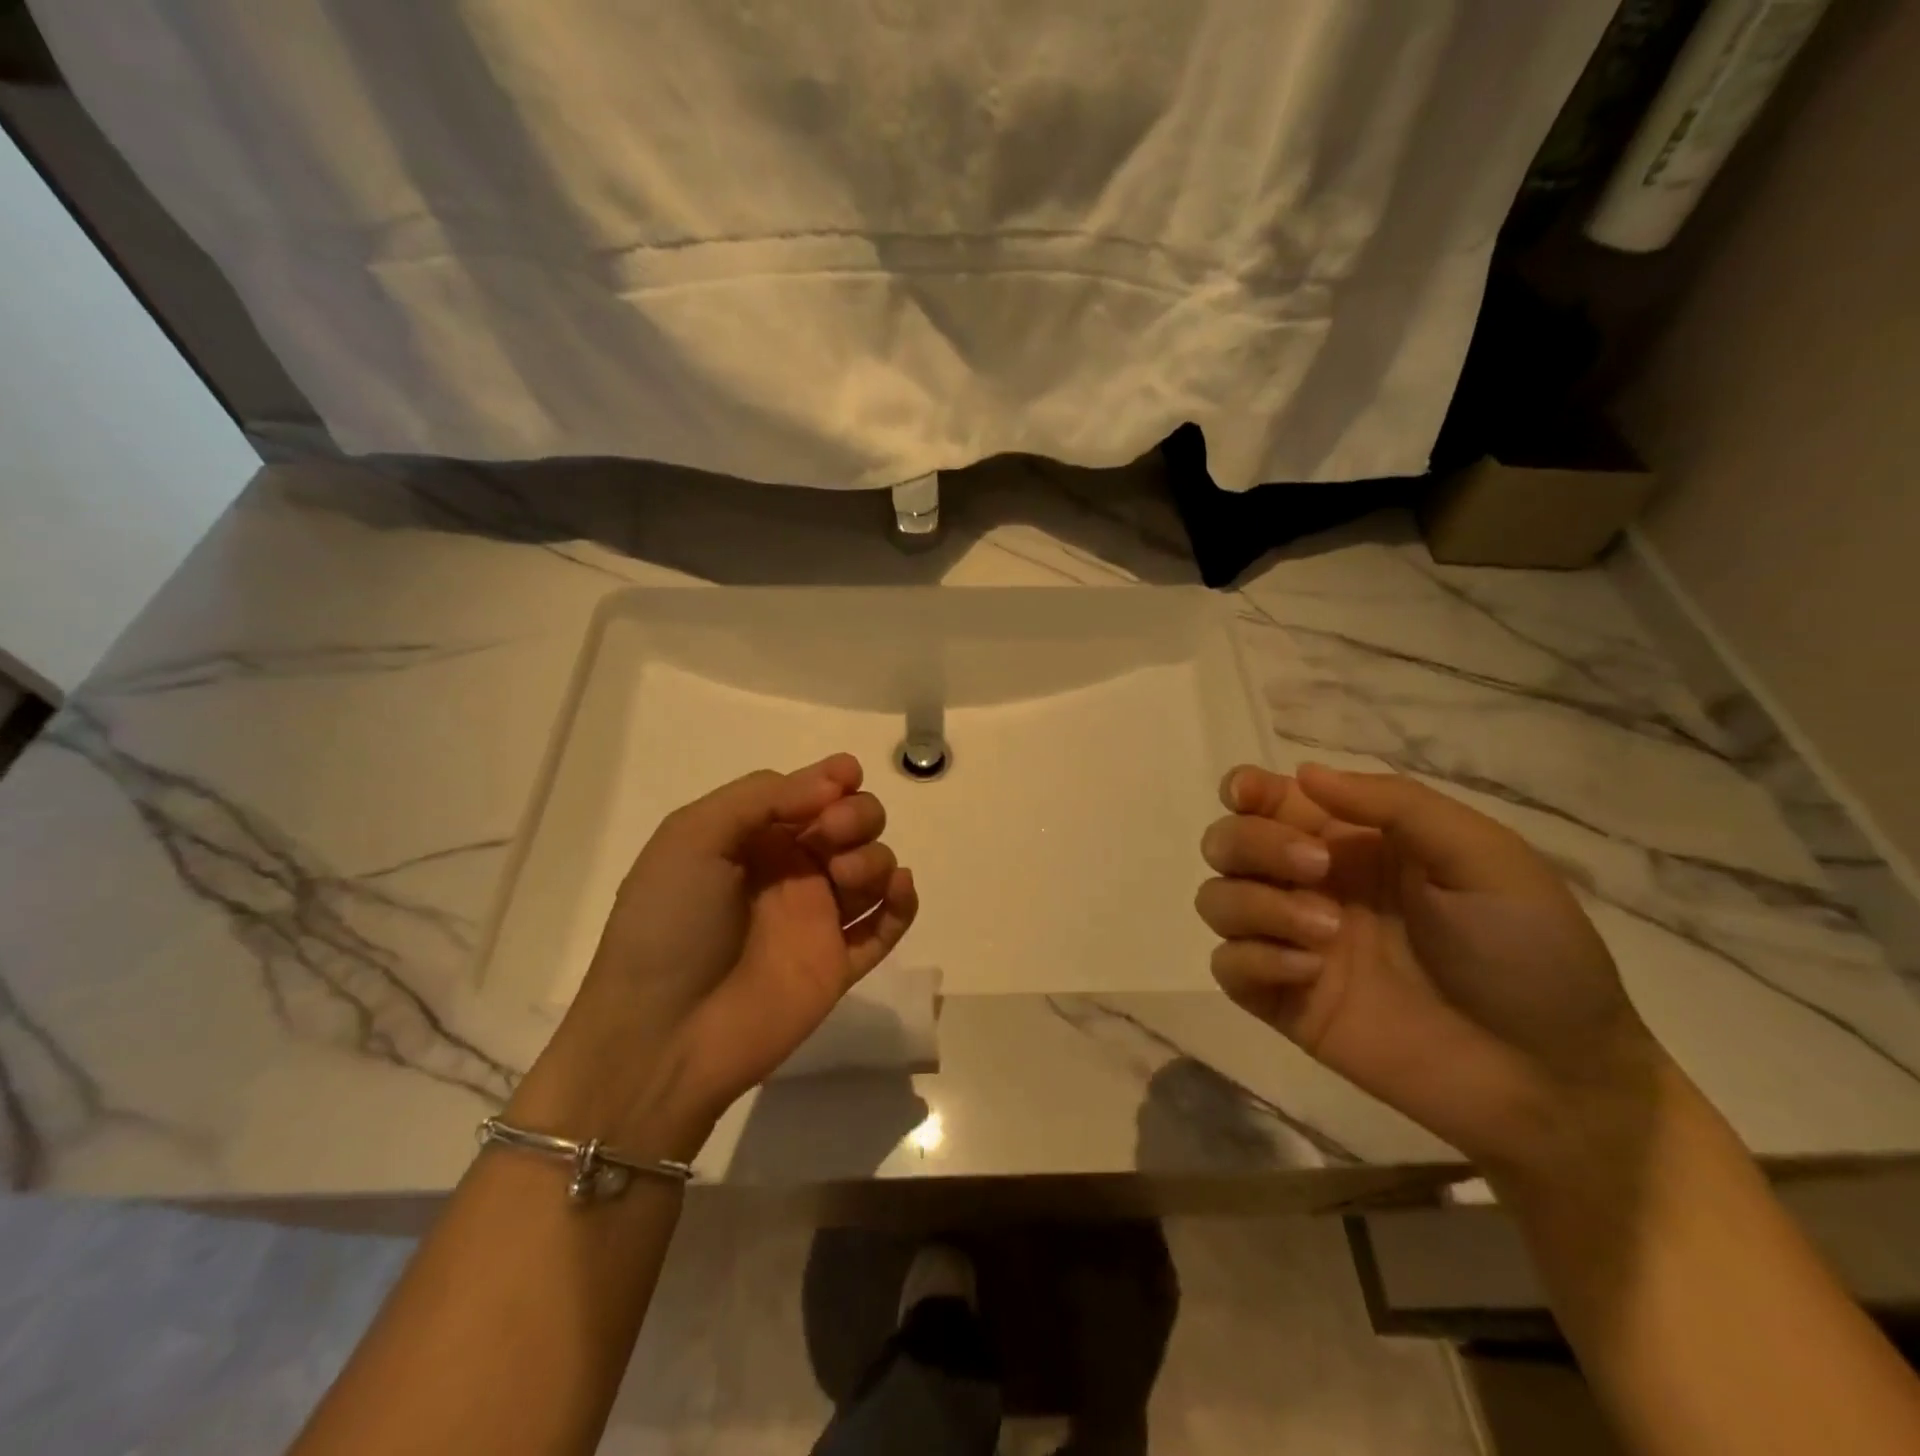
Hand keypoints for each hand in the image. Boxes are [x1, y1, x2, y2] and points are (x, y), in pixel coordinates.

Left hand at [511, 754, 917, 1155]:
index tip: (846, 777)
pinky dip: (903, 901)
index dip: (834, 779)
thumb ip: (761, 797)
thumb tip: (835, 781)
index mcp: (754, 839)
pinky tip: (898, 888)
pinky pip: (887, 925)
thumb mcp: (693, 838)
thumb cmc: (668, 925)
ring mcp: (817, 919)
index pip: (811, 794)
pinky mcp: (839, 964)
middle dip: (857, 814)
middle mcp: (790, 872)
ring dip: (874, 856)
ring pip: (874, 867)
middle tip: (832, 834)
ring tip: (844, 875)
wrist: (662, 1037)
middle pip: (853, 824)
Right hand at [1195, 762, 1664, 1172]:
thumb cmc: (1531, 953)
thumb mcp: (1483, 857)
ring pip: (1216, 899)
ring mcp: (1292, 944)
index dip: (1244, 789)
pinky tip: (1309, 973)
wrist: (1551, 1078)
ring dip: (1255, 904)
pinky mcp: (1283, 1001)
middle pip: (1228, 842)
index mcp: (1353, 843)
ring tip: (1326, 933)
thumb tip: (1304, 773)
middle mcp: (1310, 885)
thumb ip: (1395, 804)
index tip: (1247, 795)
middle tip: (1316, 869)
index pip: (1269, 800)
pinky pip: (1226, 965)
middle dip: (1254, 844)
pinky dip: (1253, 959)